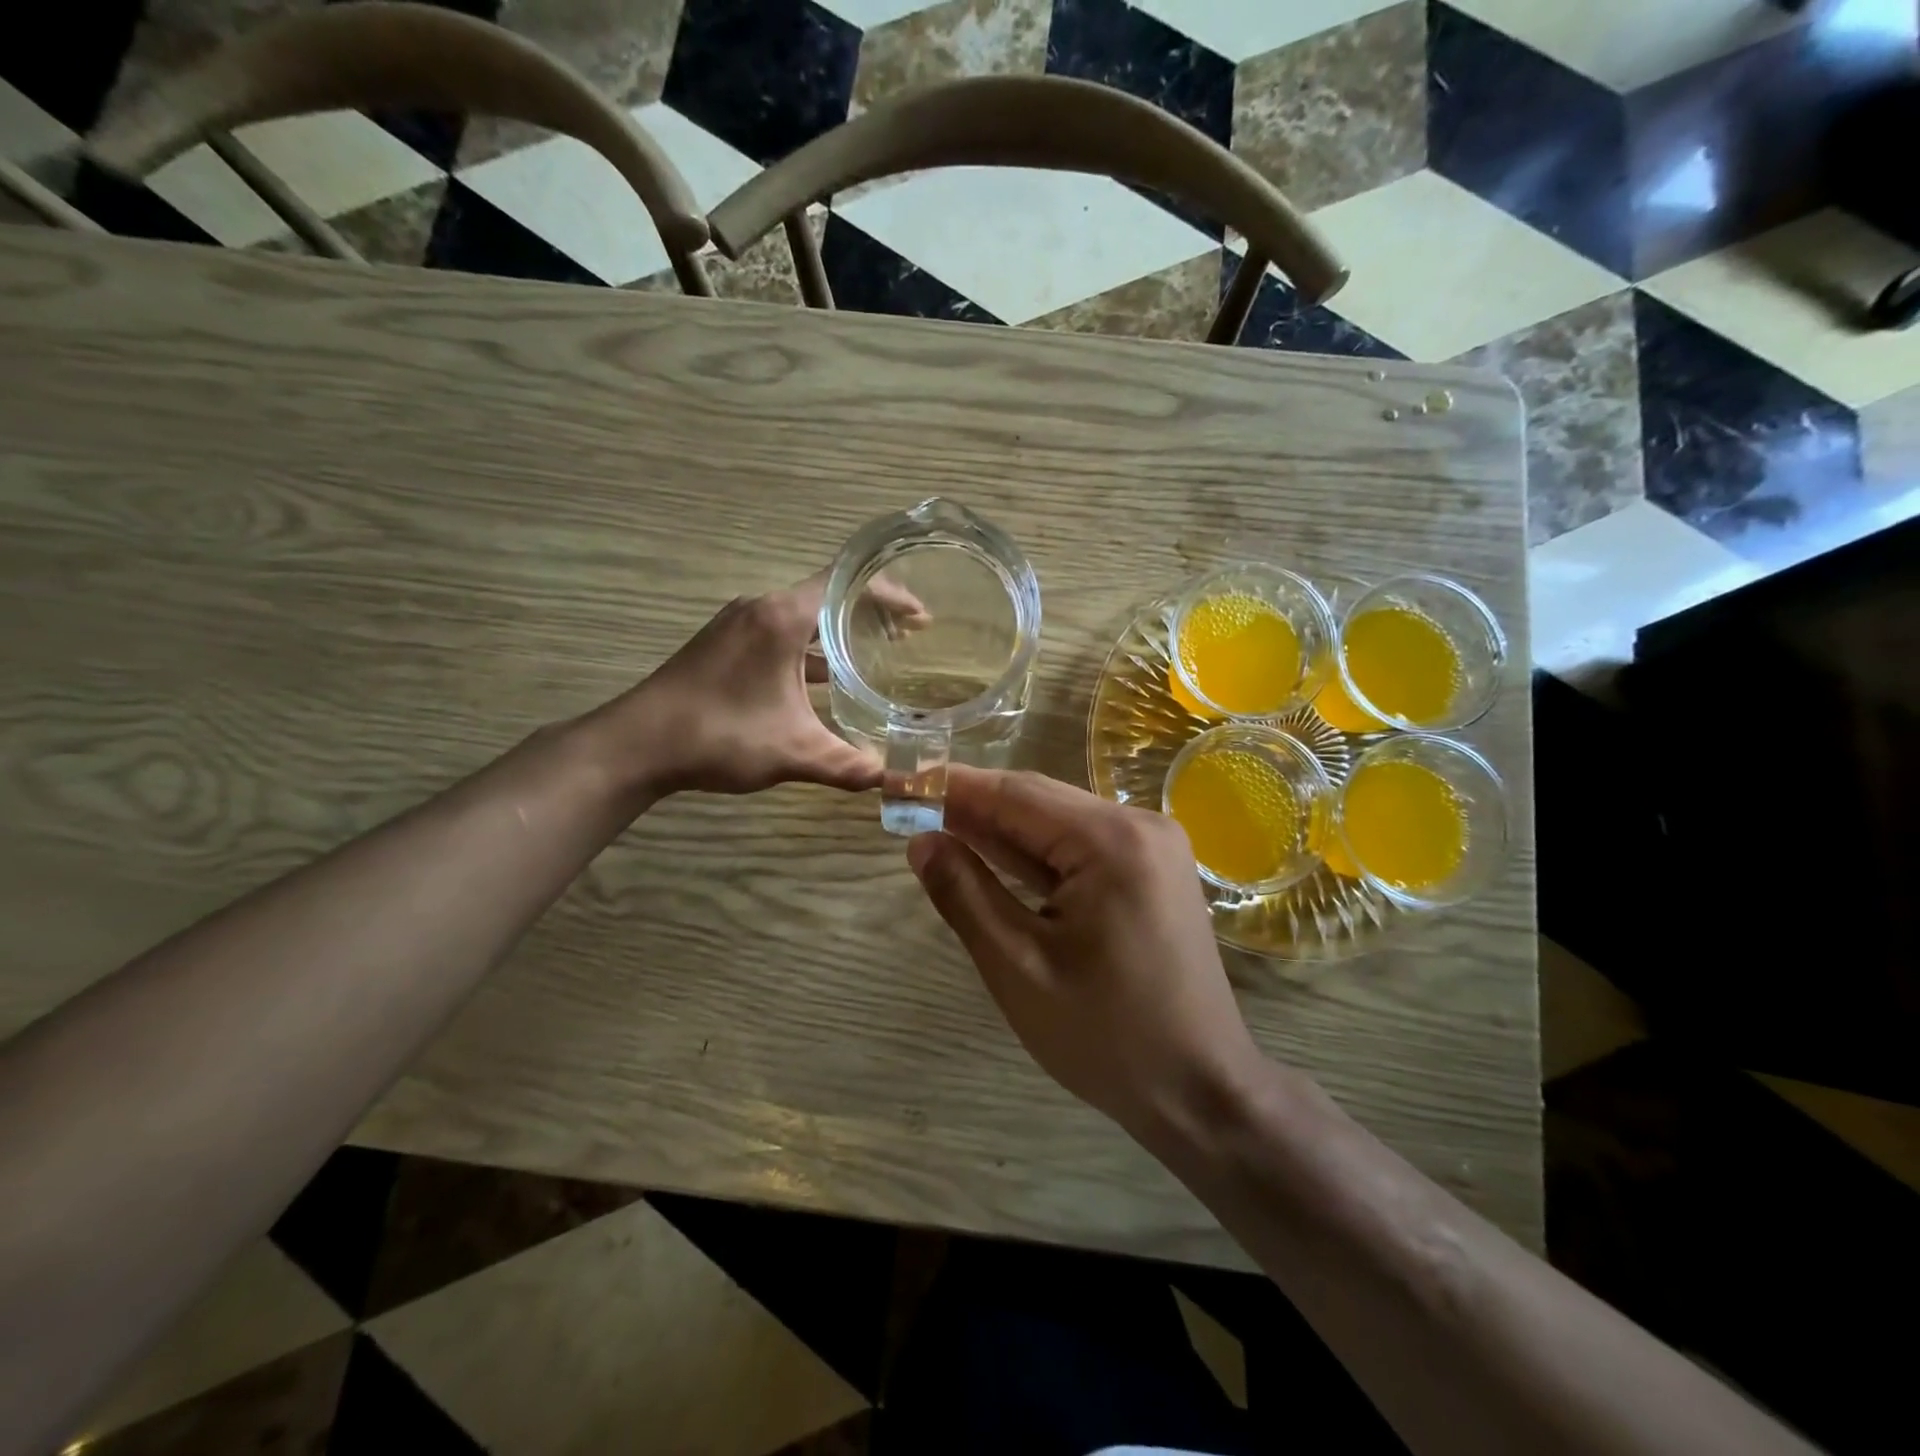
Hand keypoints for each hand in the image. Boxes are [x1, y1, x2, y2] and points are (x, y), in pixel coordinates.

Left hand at [601, 572, 880, 796]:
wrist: (637, 745)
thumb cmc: (720, 735)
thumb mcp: (793, 752)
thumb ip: (847, 764)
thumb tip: (893, 781)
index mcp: (781, 618)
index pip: (847, 584)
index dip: (889, 596)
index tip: (920, 618)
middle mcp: (759, 609)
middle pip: (827, 597)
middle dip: (870, 616)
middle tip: (907, 638)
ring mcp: (736, 626)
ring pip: (801, 619)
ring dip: (837, 636)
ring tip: (874, 658)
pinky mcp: (722, 646)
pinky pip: (779, 636)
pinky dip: (808, 651)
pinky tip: (822, 684)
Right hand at [906, 767, 1264, 1140]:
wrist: (1201, 1090)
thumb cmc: (1106, 1037)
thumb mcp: (1019, 967)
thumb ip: (966, 895)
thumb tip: (921, 841)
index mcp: (1112, 841)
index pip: (1014, 794)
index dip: (950, 786)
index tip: (898, 781)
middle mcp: (1139, 826)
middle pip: (1038, 800)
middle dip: (972, 804)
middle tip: (908, 808)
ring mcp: (1152, 847)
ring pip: (1058, 822)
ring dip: (1000, 828)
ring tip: (937, 825)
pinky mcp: (1151, 871)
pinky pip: (1081, 847)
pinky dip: (1034, 853)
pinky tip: (992, 854)